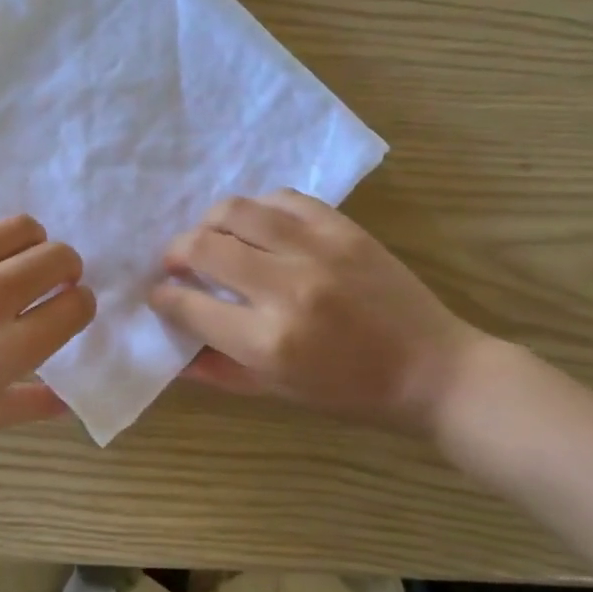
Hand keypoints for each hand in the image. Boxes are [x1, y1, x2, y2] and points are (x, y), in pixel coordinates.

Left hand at [0, 214, 95, 459]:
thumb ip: (30, 405)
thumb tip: (70, 400)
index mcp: (3, 351)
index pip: (74, 307)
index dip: (80, 304)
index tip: (70, 307)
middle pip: (56, 258)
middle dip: (66, 268)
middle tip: (51, 281)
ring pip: (19, 228)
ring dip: (28, 245)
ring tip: (13, 262)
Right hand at [148, 190, 487, 437]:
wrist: (432, 369)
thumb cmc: (351, 392)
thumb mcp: (278, 393)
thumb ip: (219, 372)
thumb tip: (172, 354)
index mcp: (267, 341)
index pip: (189, 306)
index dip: (163, 297)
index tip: (160, 294)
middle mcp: (285, 288)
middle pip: (202, 247)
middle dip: (175, 253)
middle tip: (177, 264)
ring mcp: (316, 250)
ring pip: (236, 210)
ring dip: (209, 222)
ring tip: (211, 237)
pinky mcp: (343, 228)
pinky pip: (282, 199)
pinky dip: (258, 209)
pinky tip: (257, 225)